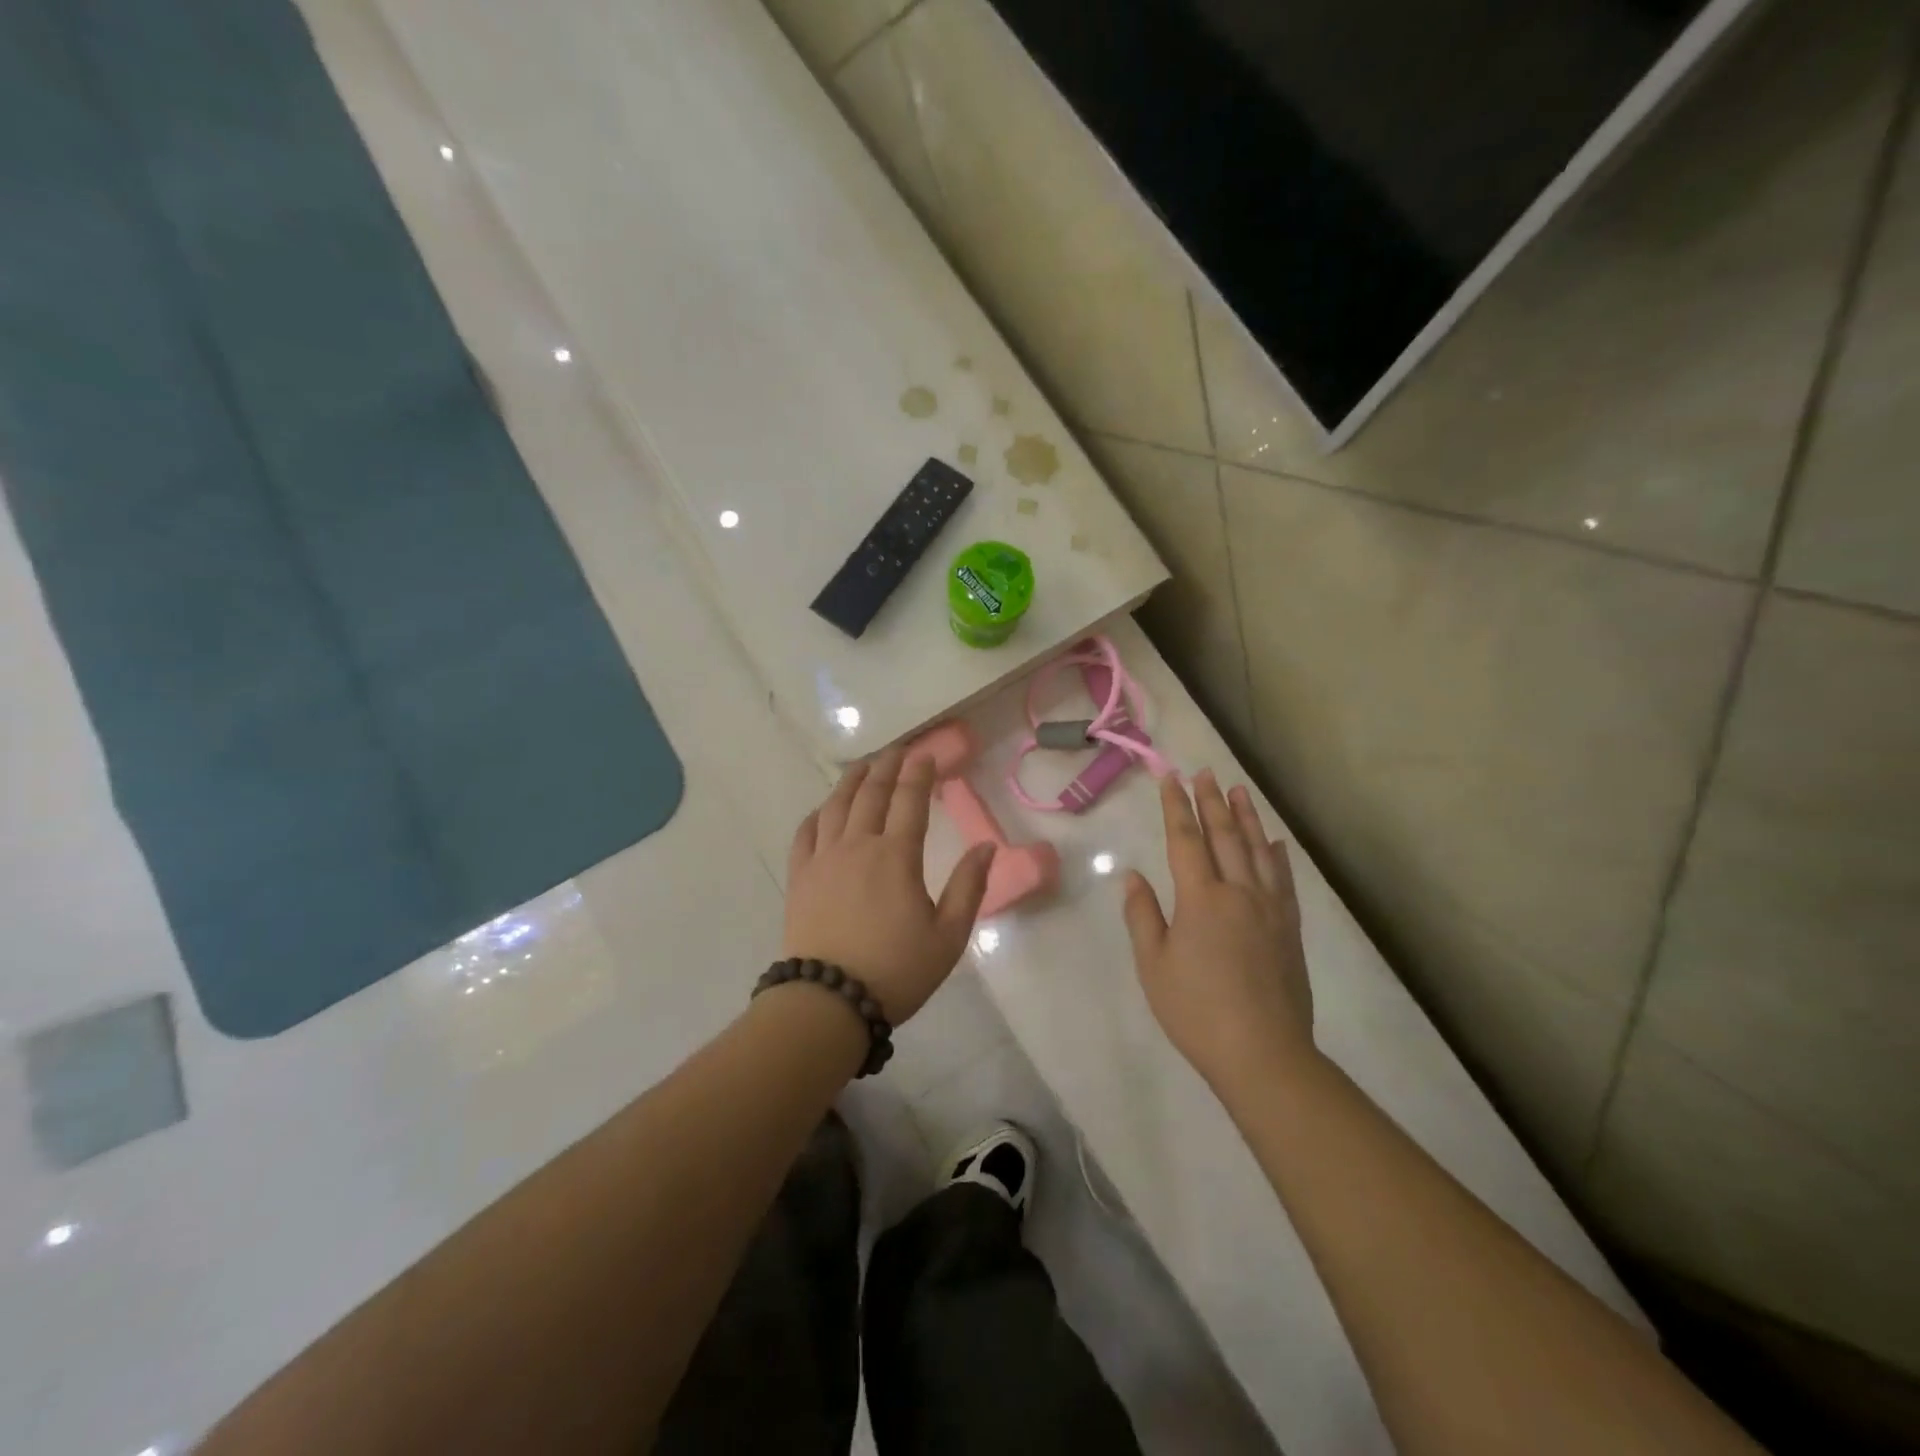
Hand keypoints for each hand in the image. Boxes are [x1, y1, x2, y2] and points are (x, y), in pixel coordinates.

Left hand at [784, 747, 995, 1023]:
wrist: (829, 1002)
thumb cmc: (895, 971)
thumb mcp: (947, 936)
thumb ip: (968, 887)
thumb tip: (986, 847)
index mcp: (896, 856)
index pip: (910, 800)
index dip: (920, 773)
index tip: (926, 754)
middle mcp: (857, 846)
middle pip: (872, 794)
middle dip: (887, 767)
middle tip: (898, 751)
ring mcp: (823, 859)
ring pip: (836, 806)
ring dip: (852, 781)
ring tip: (863, 766)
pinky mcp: (800, 877)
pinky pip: (805, 832)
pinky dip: (817, 814)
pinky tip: (824, 809)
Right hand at [1122, 770, 1314, 1088]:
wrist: (1263, 1053)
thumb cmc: (1196, 1010)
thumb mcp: (1154, 965)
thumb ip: (1143, 915)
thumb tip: (1133, 876)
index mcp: (1201, 899)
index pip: (1186, 840)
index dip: (1176, 807)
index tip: (1170, 778)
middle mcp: (1238, 893)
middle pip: (1224, 837)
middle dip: (1211, 802)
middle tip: (1204, 773)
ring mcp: (1269, 909)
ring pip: (1257, 851)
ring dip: (1246, 818)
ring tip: (1239, 790)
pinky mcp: (1289, 928)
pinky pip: (1284, 880)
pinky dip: (1278, 856)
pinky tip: (1275, 842)